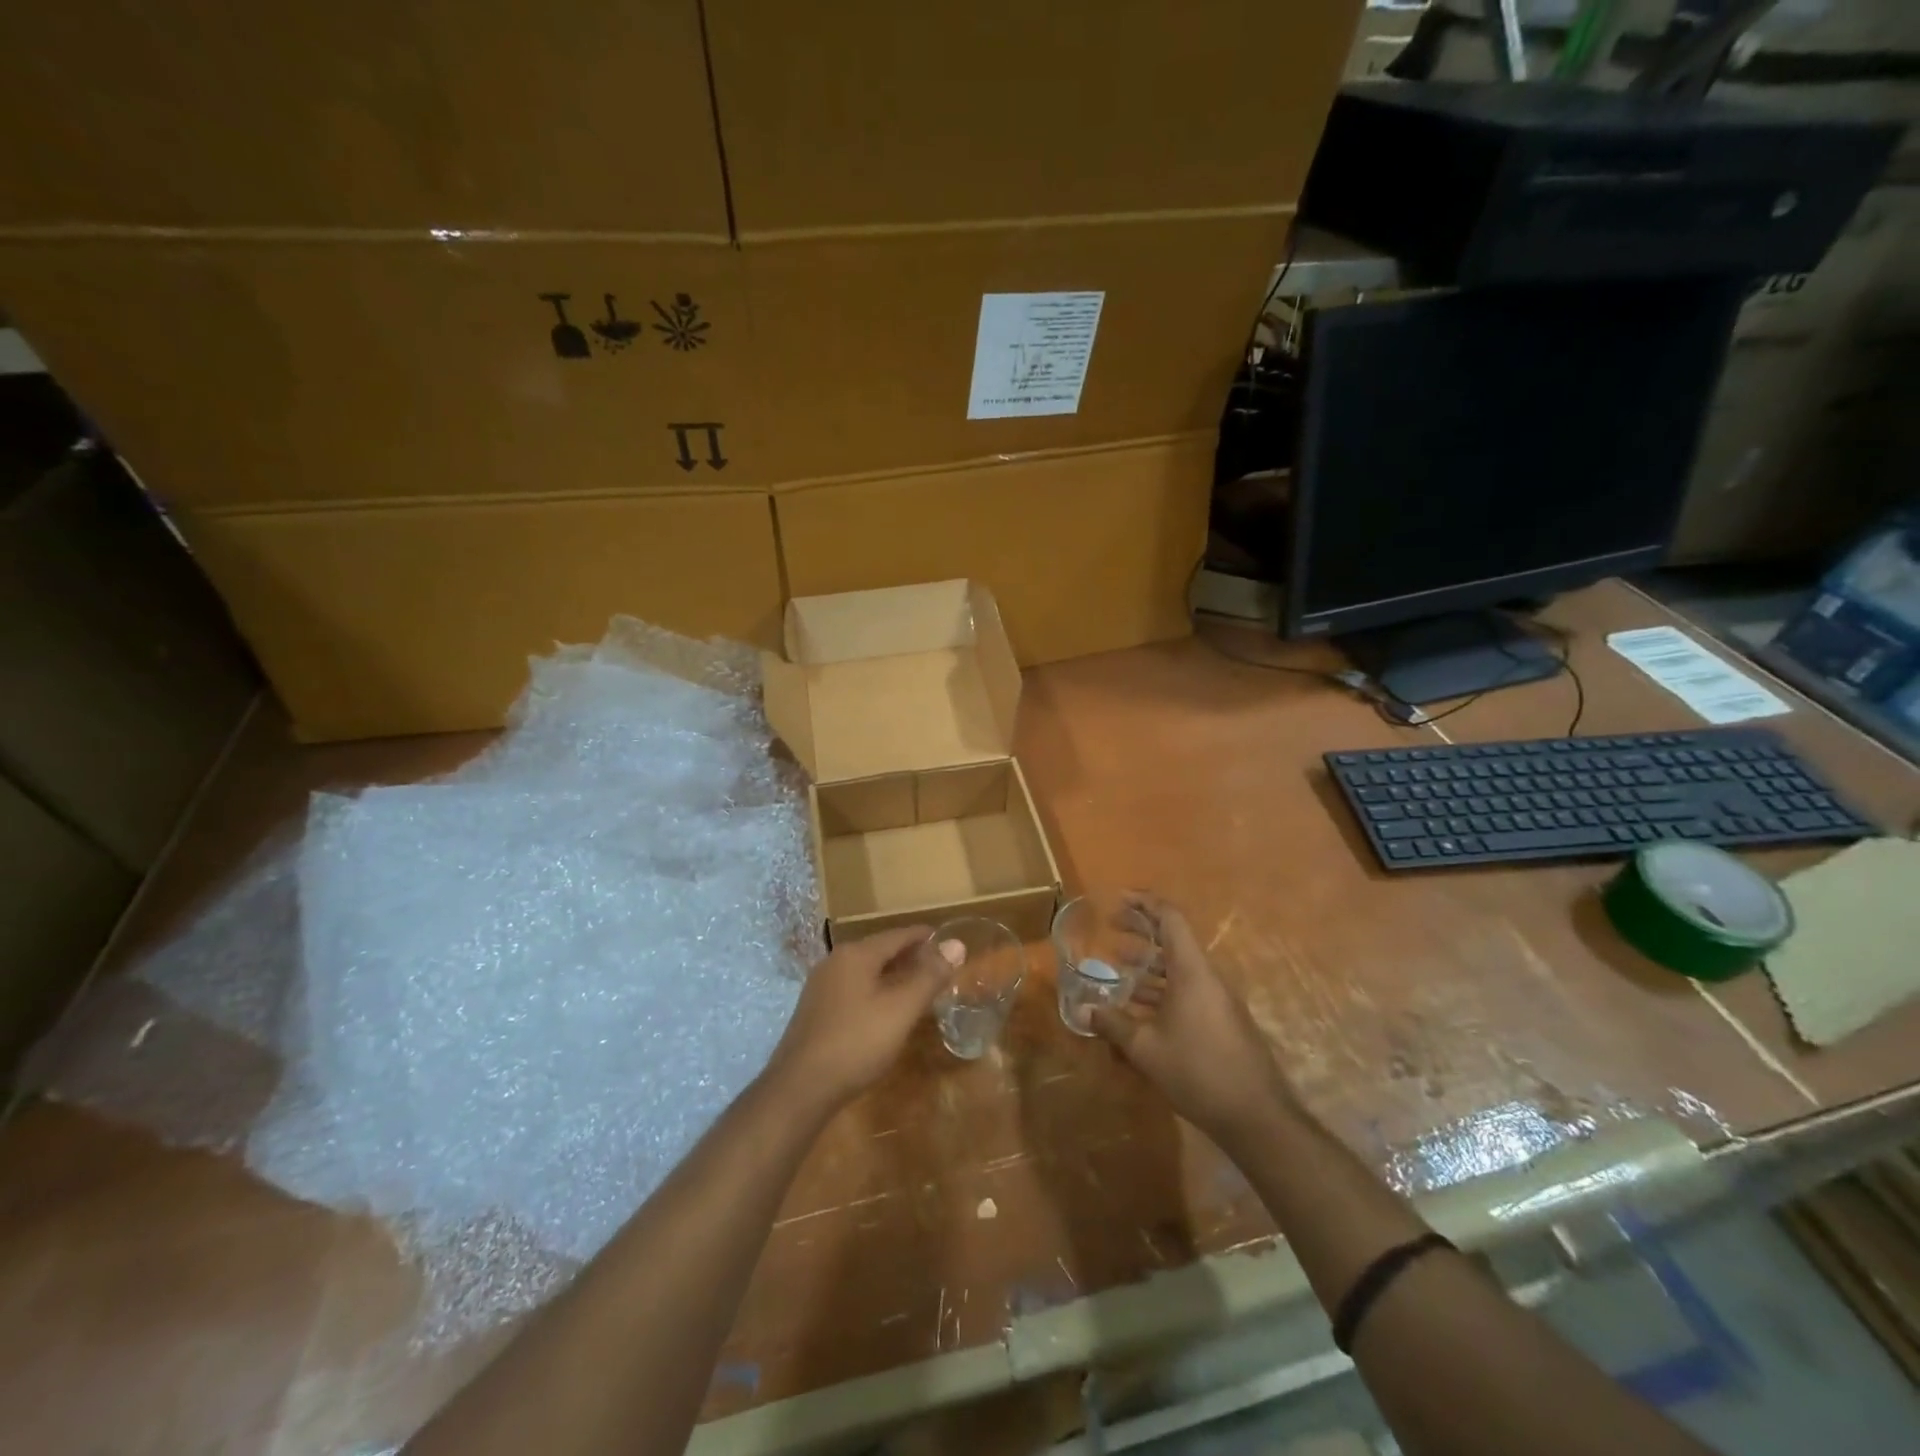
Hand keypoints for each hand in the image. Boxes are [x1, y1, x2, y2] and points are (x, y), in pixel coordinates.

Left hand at [765, 925, 948, 1114]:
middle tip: (940, 968)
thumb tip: (956, 943)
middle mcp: (835, 962)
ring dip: (893, 976)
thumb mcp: (901, 1009)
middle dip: (911, 957)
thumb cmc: (856, 1043)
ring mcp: (822, 987)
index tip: (948, 942)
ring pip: (867, 972)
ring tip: (920, 989)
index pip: (898, 935)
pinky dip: (876, 992)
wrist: (800, 1089)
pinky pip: (854, 990)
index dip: (925, 937)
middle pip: (881, 951)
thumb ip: (929, 976)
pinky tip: (888, 1011)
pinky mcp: (816, 1011)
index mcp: (856, 954)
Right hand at [1091, 894, 1292, 1147]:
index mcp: (1192, 971)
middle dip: (1141, 930)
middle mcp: (1206, 977)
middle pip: (1173, 939)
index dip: (1144, 903)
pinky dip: (1161, 988)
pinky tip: (1139, 1008)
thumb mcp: (1146, 1048)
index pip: (1170, 918)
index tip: (1117, 898)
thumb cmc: (1198, 1071)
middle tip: (1110, 927)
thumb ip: (1113, 1024)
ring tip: (1117, 967)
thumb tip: (1081, 1011)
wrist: (1256, 1116)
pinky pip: (1186, 990)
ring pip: (1178, 968)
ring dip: (1148, 963)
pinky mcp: (1220, 1021)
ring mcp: (1216, 1000)